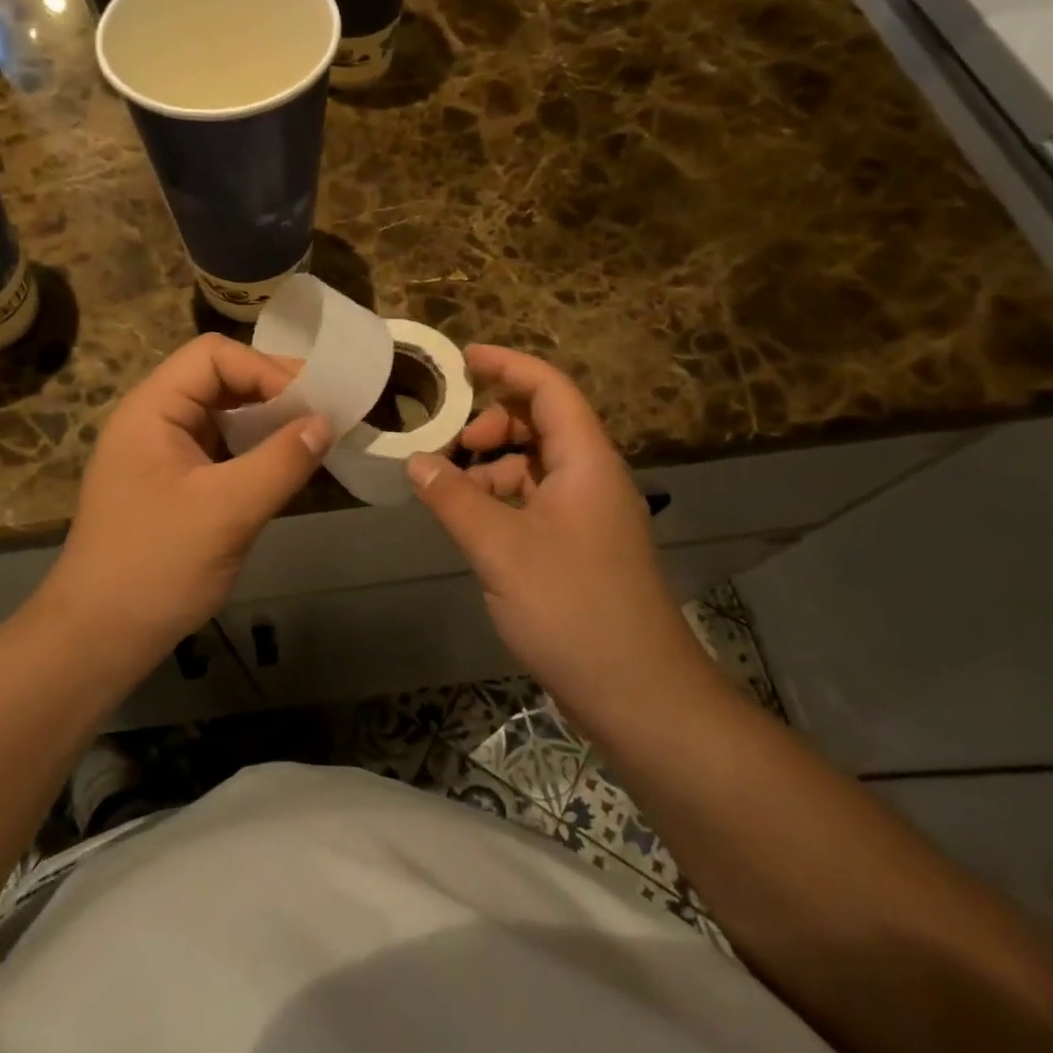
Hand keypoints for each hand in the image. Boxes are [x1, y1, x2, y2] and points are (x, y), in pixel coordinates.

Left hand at [47, 334, 331, 649]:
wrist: (98, 638)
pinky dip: (254, 450)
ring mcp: (162, 454)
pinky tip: (284, 468)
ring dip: (267, 421)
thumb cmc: (156, 566)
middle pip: (219, 379)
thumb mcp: (227, 510)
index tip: (311, 405)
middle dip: (272, 392)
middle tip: (324, 415)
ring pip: (222, 415)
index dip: (265, 370)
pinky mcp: (173, 485)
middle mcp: (154, 420)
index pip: (214, 356)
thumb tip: (327, 422)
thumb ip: (281, 461)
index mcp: (152, 409)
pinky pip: (220, 450)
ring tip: (312, 438)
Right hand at [405, 346, 713, 720]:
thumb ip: (454, 499)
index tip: (463, 358)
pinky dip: (502, 498)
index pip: (549, 389)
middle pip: (541, 423)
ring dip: (492, 465)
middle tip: (450, 446)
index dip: (508, 365)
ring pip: (535, 464)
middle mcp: (591, 477)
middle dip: (491, 424)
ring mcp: (588, 514)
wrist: (638, 693)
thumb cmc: (572, 608)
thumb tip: (415, 462)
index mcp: (585, 462)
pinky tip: (472, 523)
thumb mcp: (500, 549)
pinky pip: (536, 499)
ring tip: (450, 490)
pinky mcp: (580, 546)